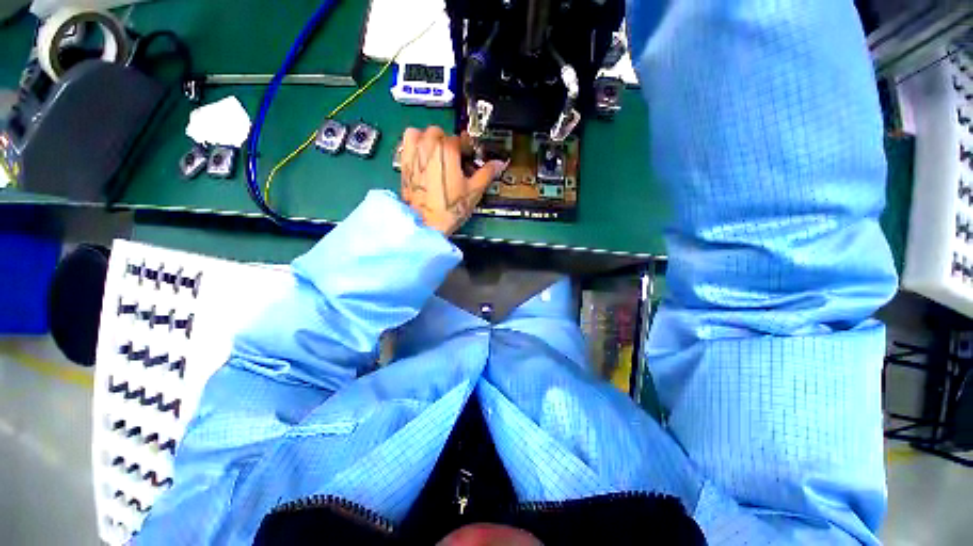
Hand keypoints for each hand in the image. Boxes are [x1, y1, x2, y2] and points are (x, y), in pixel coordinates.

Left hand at [400, 126, 506, 235]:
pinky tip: (422, 156)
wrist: (426, 224)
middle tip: (455, 160)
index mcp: (447, 150)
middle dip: (449, 143)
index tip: (469, 158)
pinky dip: (415, 143)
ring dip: (430, 139)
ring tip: (437, 154)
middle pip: (440, 133)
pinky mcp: (404, 162)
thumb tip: (499, 163)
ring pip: (421, 133)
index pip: (460, 139)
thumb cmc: (450, 208)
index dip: (467, 149)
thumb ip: (487, 173)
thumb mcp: (473, 192)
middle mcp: (428, 146)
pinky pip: (407, 141)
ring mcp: (413, 153)